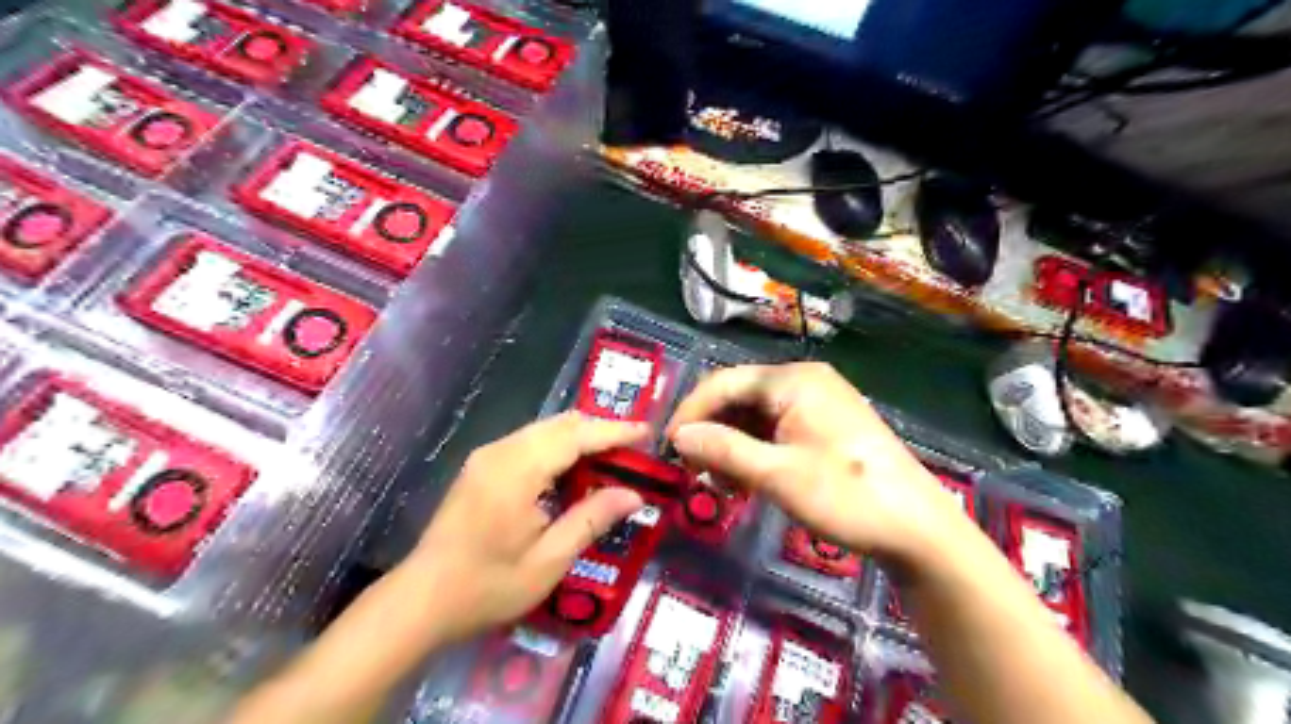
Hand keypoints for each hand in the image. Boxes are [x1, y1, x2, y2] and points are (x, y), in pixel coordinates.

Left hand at [401, 413, 651, 642]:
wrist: (421, 600)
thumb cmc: (487, 587)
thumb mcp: (548, 561)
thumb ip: (591, 520)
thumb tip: (634, 495)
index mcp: (518, 472)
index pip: (576, 436)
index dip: (615, 431)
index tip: (648, 433)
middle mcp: (501, 452)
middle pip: (561, 424)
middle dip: (600, 431)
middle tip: (633, 451)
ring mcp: (488, 456)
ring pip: (544, 429)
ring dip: (579, 438)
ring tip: (610, 460)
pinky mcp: (481, 465)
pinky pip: (529, 442)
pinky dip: (558, 447)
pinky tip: (572, 471)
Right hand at [672, 364, 963, 568]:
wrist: (918, 529)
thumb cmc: (847, 496)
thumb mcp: (777, 475)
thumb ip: (723, 450)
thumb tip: (679, 437)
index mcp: (793, 380)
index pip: (724, 383)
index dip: (691, 413)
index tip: (669, 449)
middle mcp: (804, 381)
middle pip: (740, 398)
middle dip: (712, 433)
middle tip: (693, 472)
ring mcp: (818, 403)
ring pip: (756, 417)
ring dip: (732, 447)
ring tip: (720, 485)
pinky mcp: (826, 426)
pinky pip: (777, 430)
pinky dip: (756, 453)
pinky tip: (748, 482)